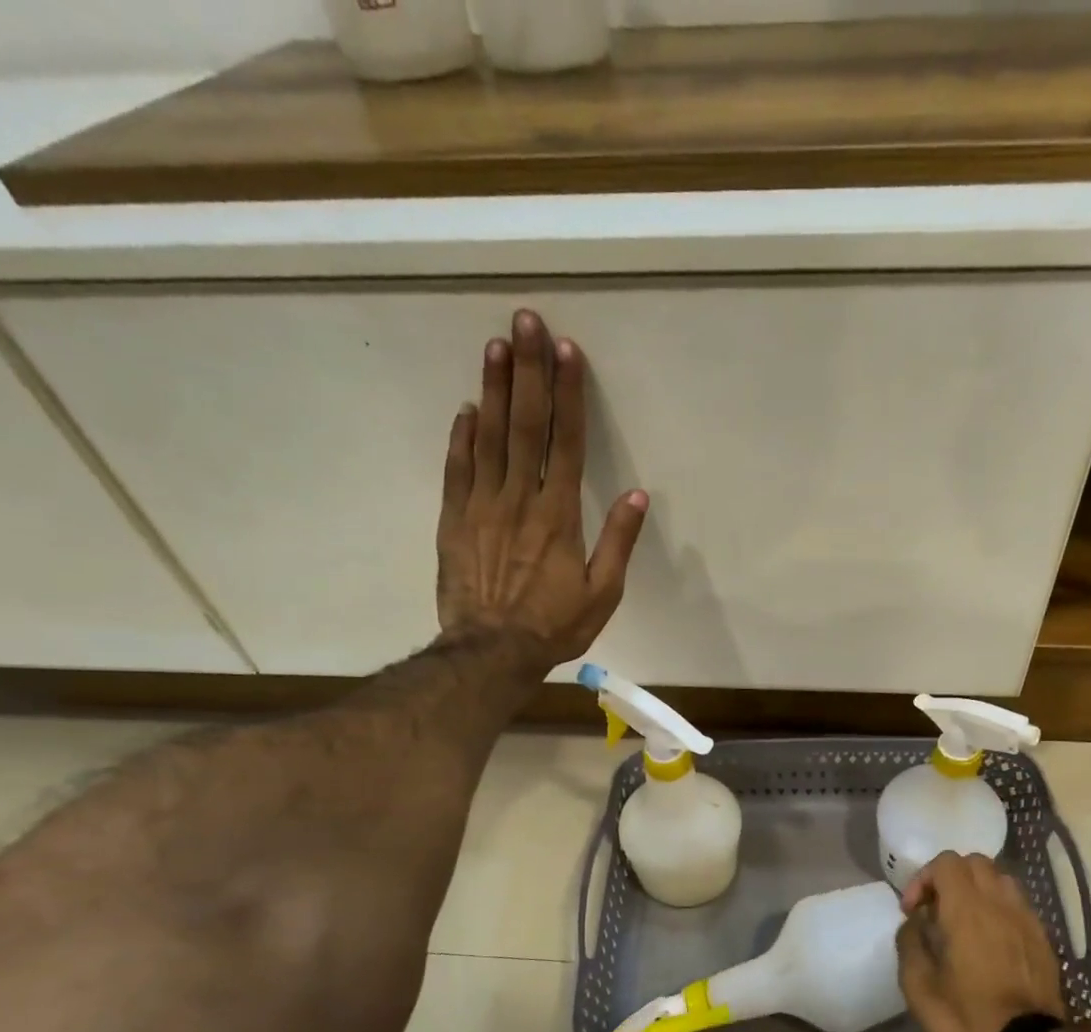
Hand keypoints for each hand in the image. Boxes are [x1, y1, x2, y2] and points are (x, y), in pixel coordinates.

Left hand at [438, 309, 646, 670]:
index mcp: (559, 515)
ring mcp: (482, 507)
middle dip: (528, 371)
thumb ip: (618, 541)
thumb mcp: (603, 593)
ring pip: (489, 437)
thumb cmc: (554, 625)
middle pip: (526, 426)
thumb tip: (637, 494)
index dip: (568, 394)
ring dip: (494, 390)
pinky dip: (462, 437)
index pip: (566, 442)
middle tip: (525, 322)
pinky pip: (458, 470)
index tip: (567, 351)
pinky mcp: (454, 521)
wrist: (492, 651)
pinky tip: (467, 408)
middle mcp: (520, 499)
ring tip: (495, 346)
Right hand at [897, 852, 1067, 1031]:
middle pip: (976, 862)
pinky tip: (989, 939)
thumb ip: (910, 944)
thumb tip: (914, 923)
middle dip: (950, 877)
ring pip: (1000, 879)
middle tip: (936, 909)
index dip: (923, 878)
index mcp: (966, 910)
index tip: (913, 911)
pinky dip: (998, 908)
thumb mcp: (918, 988)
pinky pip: (1017, 904)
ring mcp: (1025, 919)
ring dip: (977, 889)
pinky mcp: (1042, 938)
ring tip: (964, 920)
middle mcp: (999, 904)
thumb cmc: (966, 1019)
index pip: (946, 863)